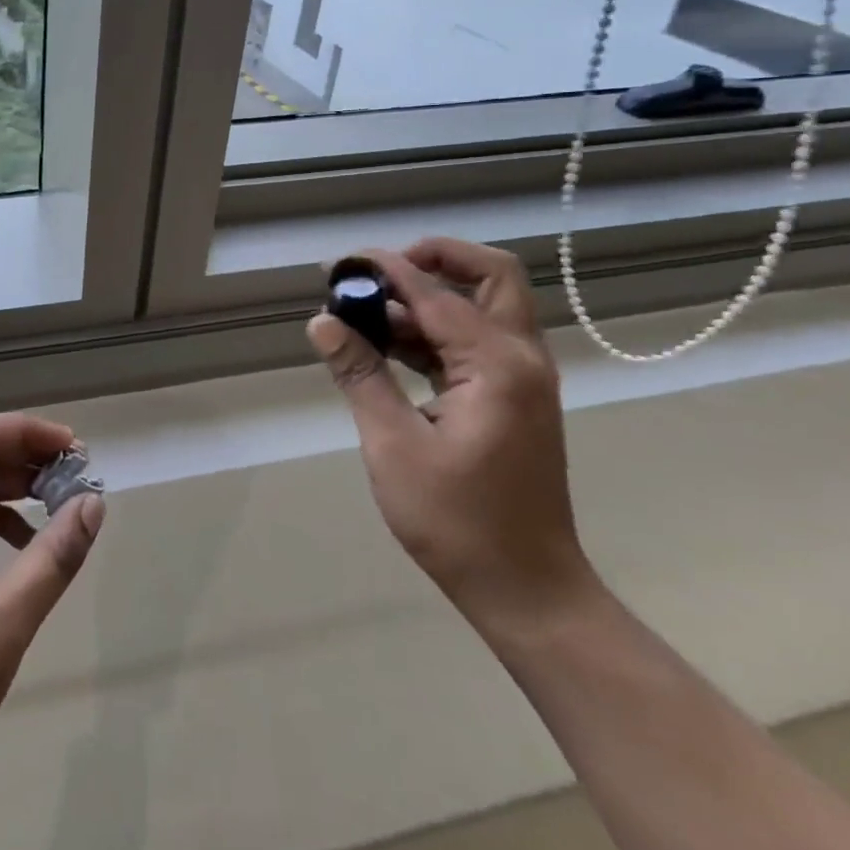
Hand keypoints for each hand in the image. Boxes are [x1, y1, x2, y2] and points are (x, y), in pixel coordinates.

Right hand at [308, 238, 597, 634]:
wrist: (527, 590)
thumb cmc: (458, 522)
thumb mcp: (393, 445)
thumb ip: (360, 374)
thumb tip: (322, 322)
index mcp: (498, 366)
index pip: (436, 294)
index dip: (387, 270)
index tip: (344, 262)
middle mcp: (521, 359)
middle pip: (491, 277)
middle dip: (436, 259)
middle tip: (379, 271)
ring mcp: (521, 380)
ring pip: (482, 308)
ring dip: (429, 298)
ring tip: (366, 310)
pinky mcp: (511, 399)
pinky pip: (474, 342)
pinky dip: (434, 332)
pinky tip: (387, 345)